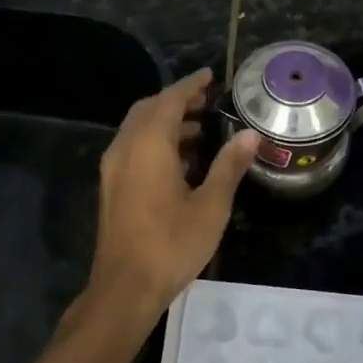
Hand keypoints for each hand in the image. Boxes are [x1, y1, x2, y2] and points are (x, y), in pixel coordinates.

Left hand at [89, 68, 257, 315]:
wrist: (125, 287)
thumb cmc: (172, 244)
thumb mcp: (211, 206)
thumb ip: (229, 166)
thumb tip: (250, 135)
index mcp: (148, 145)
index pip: (170, 100)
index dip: (191, 85)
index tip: (211, 76)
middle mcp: (125, 148)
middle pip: (149, 110)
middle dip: (178, 102)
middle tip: (208, 102)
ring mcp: (113, 168)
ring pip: (138, 130)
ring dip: (167, 123)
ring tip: (202, 131)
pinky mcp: (111, 187)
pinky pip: (133, 149)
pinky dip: (155, 142)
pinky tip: (181, 162)